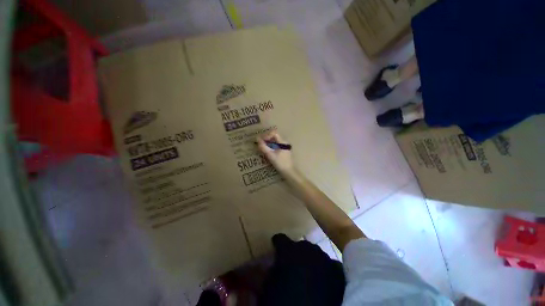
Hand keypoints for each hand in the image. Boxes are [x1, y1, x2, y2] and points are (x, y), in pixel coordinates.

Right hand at [257, 131, 295, 175]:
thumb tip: (257, 139)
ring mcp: (284, 147)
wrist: (289, 172)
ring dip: (267, 143)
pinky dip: (270, 147)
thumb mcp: (271, 155)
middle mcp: (284, 143)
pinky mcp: (283, 151)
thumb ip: (264, 147)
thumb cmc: (281, 163)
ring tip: (262, 147)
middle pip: (274, 136)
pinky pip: (275, 146)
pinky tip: (266, 151)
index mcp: (283, 142)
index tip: (261, 140)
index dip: (267, 135)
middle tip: (260, 143)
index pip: (274, 133)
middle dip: (266, 139)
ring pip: (274, 141)